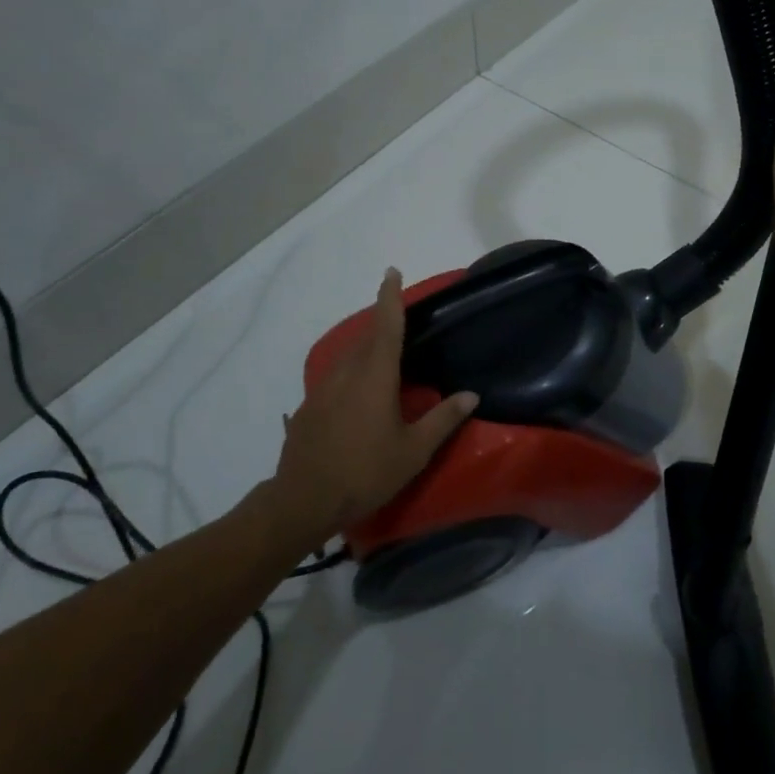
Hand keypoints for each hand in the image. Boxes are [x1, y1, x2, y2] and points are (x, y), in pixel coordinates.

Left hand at [264, 269, 478, 547]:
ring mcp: (322, 390)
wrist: (303, 501)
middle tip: (400, 323)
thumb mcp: (413, 451)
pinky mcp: (309, 409)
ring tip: (383, 360)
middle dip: (381, 324)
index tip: (391, 271)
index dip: (390, 297)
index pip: (386, 326)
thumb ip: (443, 419)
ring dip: (365, 350)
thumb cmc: (365, 473)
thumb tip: (471, 395)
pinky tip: (358, 397)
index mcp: (375, 376)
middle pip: (365, 338)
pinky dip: (350, 374)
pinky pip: (335, 378)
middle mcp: (346, 374)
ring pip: (347, 358)